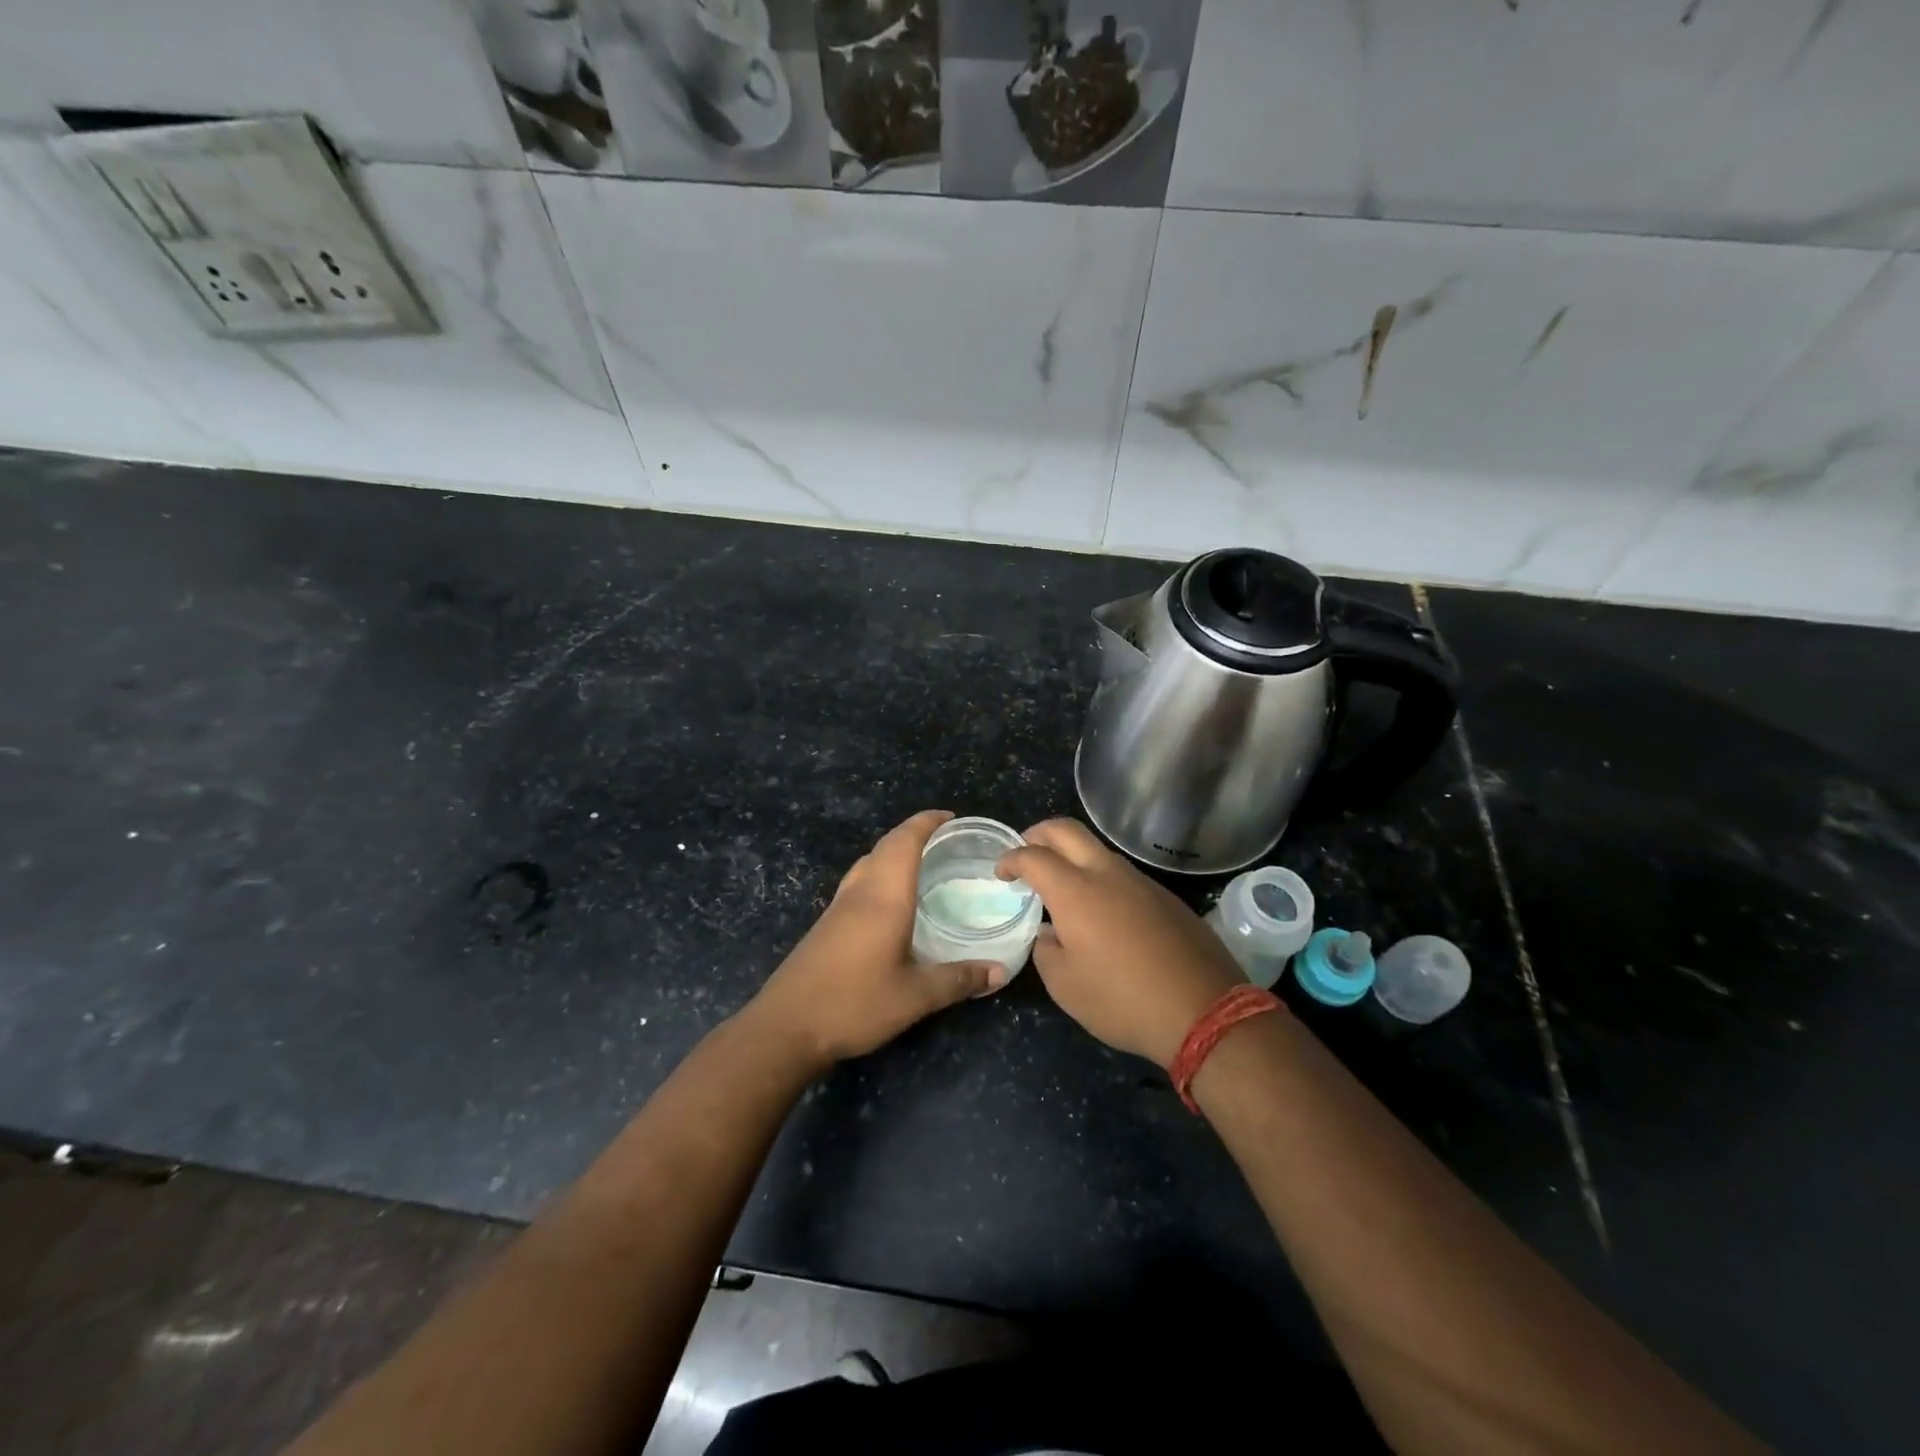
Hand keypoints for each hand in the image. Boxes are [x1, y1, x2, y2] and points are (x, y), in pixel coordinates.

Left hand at [746, 810, 1002, 1072]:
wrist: (786, 1026)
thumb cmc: (854, 1003)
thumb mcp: (914, 997)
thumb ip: (958, 981)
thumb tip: (1000, 972)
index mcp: (884, 896)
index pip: (905, 841)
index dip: (926, 822)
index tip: (951, 817)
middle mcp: (860, 892)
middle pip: (885, 845)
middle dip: (914, 833)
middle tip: (946, 840)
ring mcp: (838, 906)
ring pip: (868, 862)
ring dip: (894, 852)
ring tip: (923, 864)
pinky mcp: (826, 924)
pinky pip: (859, 881)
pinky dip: (880, 873)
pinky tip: (892, 901)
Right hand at [998, 819, 1245, 1066]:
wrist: (1204, 1010)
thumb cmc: (1122, 999)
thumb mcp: (1066, 986)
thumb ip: (1046, 950)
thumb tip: (1050, 932)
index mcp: (1075, 891)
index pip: (1033, 856)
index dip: (1011, 859)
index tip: (1001, 872)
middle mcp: (1107, 873)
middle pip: (1066, 830)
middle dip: (1038, 834)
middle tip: (1026, 851)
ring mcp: (1141, 882)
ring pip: (1098, 850)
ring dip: (1073, 855)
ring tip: (1061, 883)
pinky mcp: (1165, 897)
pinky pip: (1123, 874)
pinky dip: (1100, 877)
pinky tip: (1101, 910)